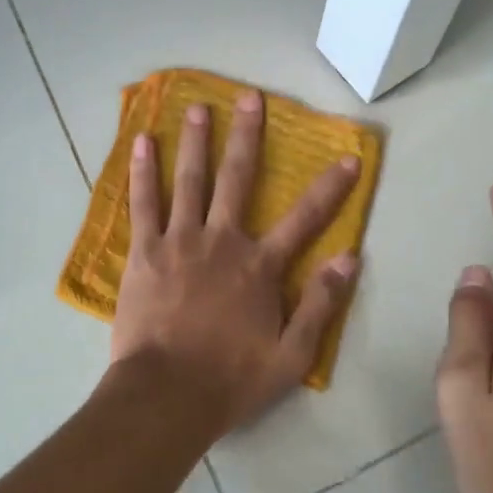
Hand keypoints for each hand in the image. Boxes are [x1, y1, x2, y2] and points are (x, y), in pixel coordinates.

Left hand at [109, 90, 361, 434]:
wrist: (166, 395)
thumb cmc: (230, 379)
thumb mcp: (291, 356)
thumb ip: (320, 304)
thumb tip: (350, 258)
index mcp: (259, 266)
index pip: (305, 218)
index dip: (330, 187)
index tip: (349, 157)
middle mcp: (222, 241)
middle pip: (237, 179)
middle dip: (246, 136)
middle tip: (248, 96)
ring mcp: (180, 241)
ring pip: (189, 180)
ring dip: (195, 141)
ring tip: (197, 106)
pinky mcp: (145, 251)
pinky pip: (143, 203)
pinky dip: (143, 171)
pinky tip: (142, 142)